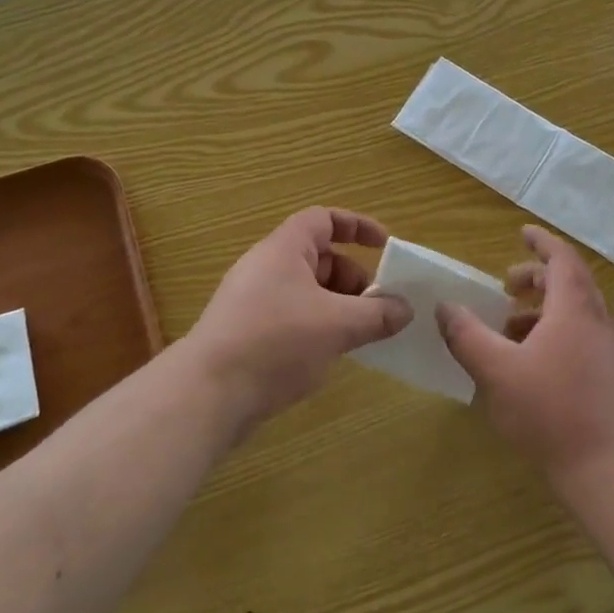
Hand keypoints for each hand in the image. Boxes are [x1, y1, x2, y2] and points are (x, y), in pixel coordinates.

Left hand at [187, 208, 412, 432]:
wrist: (207, 393)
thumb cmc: (276, 342)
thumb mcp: (337, 325)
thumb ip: (377, 314)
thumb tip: (405, 309)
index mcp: (284, 249)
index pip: (324, 219)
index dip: (357, 226)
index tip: (384, 246)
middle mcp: (266, 267)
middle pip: (319, 258)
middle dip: (353, 278)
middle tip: (377, 307)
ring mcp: (253, 301)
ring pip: (307, 291)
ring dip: (338, 306)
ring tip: (360, 335)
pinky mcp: (247, 332)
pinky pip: (292, 316)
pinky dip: (318, 326)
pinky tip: (330, 354)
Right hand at [437, 226, 613, 485]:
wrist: (610, 471)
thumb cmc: (551, 412)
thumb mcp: (497, 371)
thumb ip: (467, 336)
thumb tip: (445, 307)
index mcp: (573, 309)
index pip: (561, 258)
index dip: (541, 242)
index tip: (521, 232)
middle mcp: (595, 323)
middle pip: (569, 283)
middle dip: (536, 277)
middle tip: (504, 286)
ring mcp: (606, 352)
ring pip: (573, 313)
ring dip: (541, 310)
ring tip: (507, 327)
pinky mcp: (607, 378)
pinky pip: (577, 338)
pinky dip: (551, 334)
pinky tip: (526, 365)